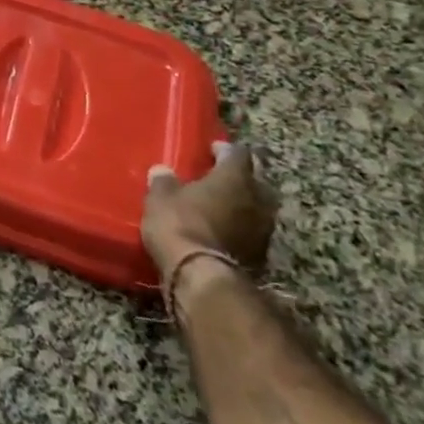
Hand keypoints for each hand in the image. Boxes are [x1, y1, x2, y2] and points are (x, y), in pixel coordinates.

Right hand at [142, 141, 277, 281]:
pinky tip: (224, 228)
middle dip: (242, 175)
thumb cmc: (179, 223)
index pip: (238, 153)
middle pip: (257, 179)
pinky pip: (253, 230)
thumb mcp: (160, 197)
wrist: (200, 274)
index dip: (224, 149)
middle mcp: (257, 199)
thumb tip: (163, 171)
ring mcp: (263, 228)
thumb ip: (164, 181)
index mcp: (234, 178)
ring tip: (223, 203)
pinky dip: (241, 226)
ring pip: (259, 206)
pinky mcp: (261, 254)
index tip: (211, 150)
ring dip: (244, 202)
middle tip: (221, 175)